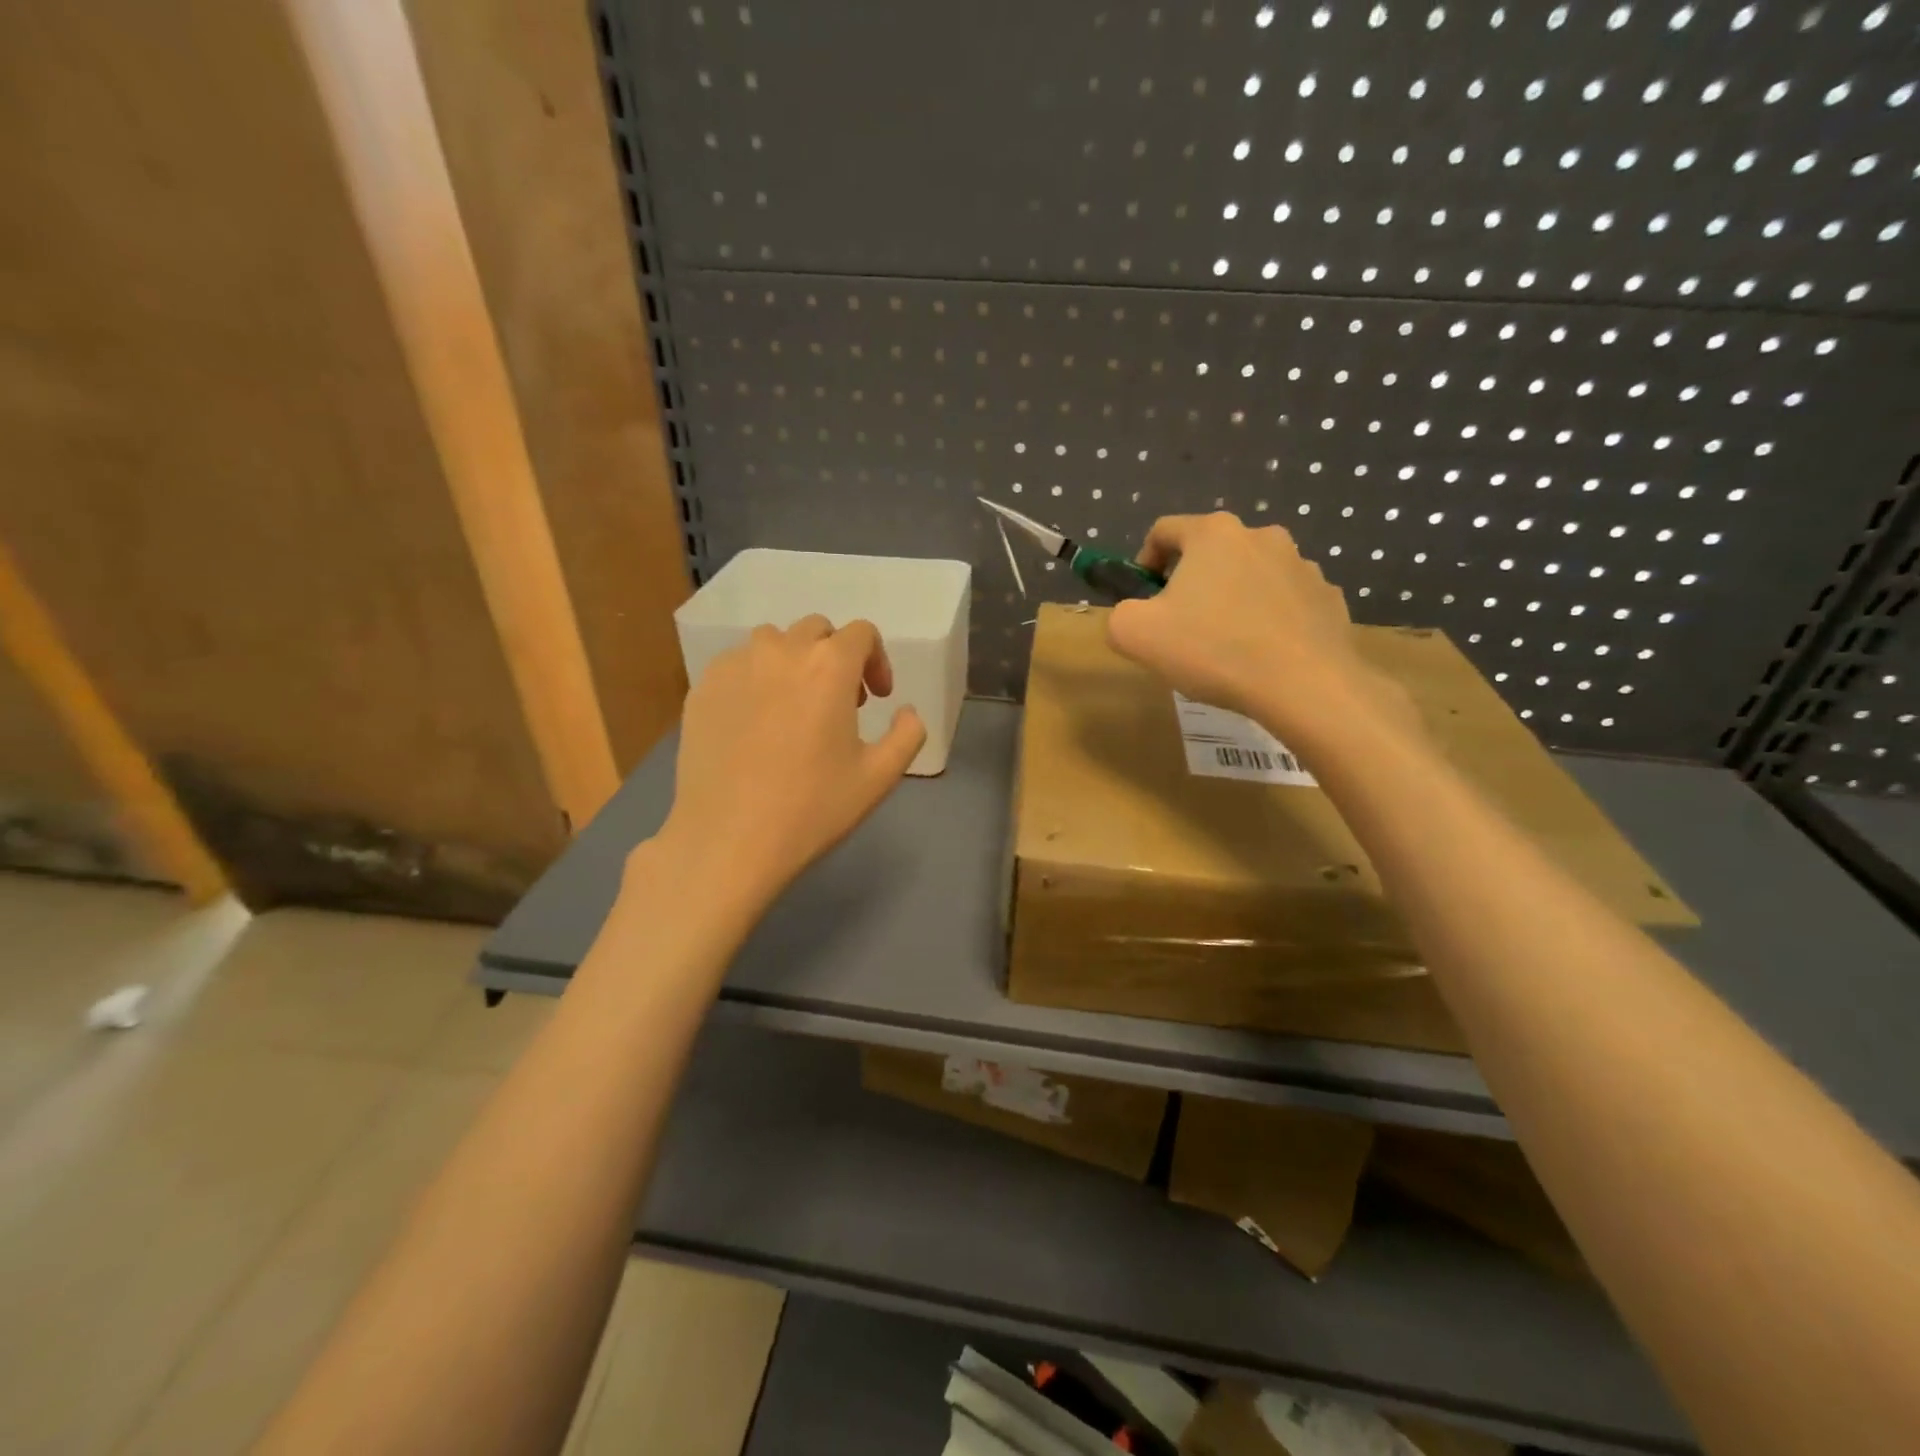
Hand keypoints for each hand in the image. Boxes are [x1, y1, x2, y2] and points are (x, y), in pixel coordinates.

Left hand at [654, 616, 925, 904]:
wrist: (728, 840)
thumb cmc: (812, 808)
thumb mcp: (879, 777)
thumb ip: (908, 734)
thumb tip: (906, 712)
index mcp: (829, 665)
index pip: (862, 633)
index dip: (877, 661)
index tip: (877, 699)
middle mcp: (780, 651)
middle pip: (816, 631)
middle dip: (836, 657)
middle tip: (840, 703)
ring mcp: (734, 666)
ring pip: (772, 643)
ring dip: (793, 663)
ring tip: (794, 707)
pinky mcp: (701, 688)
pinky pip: (737, 666)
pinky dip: (755, 679)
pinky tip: (755, 723)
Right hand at [1107, 512, 1413, 746]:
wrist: (1304, 685)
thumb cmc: (1212, 650)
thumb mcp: (1133, 634)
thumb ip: (1119, 615)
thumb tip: (1134, 615)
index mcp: (1213, 534)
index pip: (1164, 531)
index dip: (1144, 561)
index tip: (1143, 598)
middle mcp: (1262, 536)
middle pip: (1210, 553)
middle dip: (1190, 583)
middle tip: (1181, 627)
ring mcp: (1302, 566)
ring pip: (1250, 576)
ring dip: (1232, 599)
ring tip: (1225, 645)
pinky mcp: (1327, 598)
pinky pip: (1285, 602)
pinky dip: (1268, 620)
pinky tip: (1262, 655)